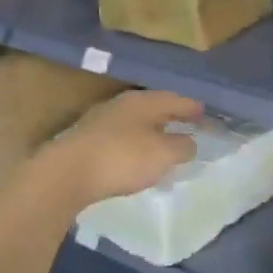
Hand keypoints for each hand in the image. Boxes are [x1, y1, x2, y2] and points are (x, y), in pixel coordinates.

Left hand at [24, 90, 203, 215]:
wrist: (66, 173)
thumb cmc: (122, 158)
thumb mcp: (163, 154)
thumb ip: (182, 146)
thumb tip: (189, 142)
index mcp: (145, 101)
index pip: (177, 99)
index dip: (194, 109)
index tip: (206, 116)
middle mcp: (123, 104)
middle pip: (155, 107)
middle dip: (172, 117)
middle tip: (188, 128)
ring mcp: (102, 120)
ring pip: (136, 122)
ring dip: (152, 132)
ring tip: (164, 146)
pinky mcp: (87, 139)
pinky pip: (121, 137)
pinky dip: (134, 145)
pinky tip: (135, 159)